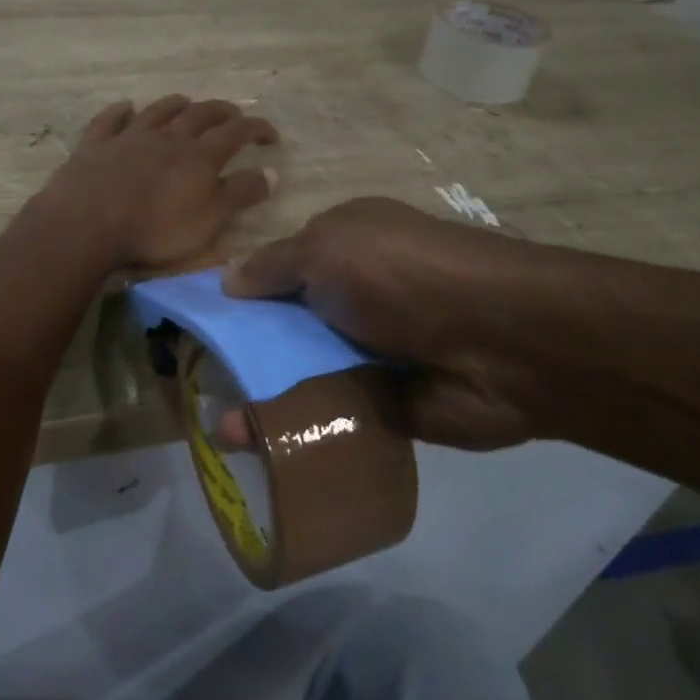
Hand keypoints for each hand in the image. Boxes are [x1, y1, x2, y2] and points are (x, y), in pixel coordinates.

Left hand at [38, 96, 278, 270]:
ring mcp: (128, 138)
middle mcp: (167, 138)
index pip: (236, 132)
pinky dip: (120, 111)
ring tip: (187, 103)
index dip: (257, 129)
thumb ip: (240, 194)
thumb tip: (272, 172)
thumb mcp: (209, 220)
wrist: (87, 224)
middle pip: (200, 114)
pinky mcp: (95, 146)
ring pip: (158, 111)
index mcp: (199, 156)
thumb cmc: (155, 230)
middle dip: (221, 112)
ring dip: (176, 105)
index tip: (271, 135)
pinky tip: (125, 107)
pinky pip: (110, 120)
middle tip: (233, 115)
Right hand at [221, 197, 547, 450]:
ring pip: (302, 376)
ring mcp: (369, 352)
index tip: (200, 327)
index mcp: (343, 247)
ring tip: (222, 435)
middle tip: (199, 387)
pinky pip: (329, 417)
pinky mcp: (383, 405)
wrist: (500, 344)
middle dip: (243, 356)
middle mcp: (354, 297)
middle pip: (285, 328)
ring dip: (263, 401)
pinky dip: (297, 431)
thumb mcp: (326, 248)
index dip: (240, 298)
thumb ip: (273, 266)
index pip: (278, 272)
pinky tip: (255, 453)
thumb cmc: (401, 276)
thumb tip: (226, 280)